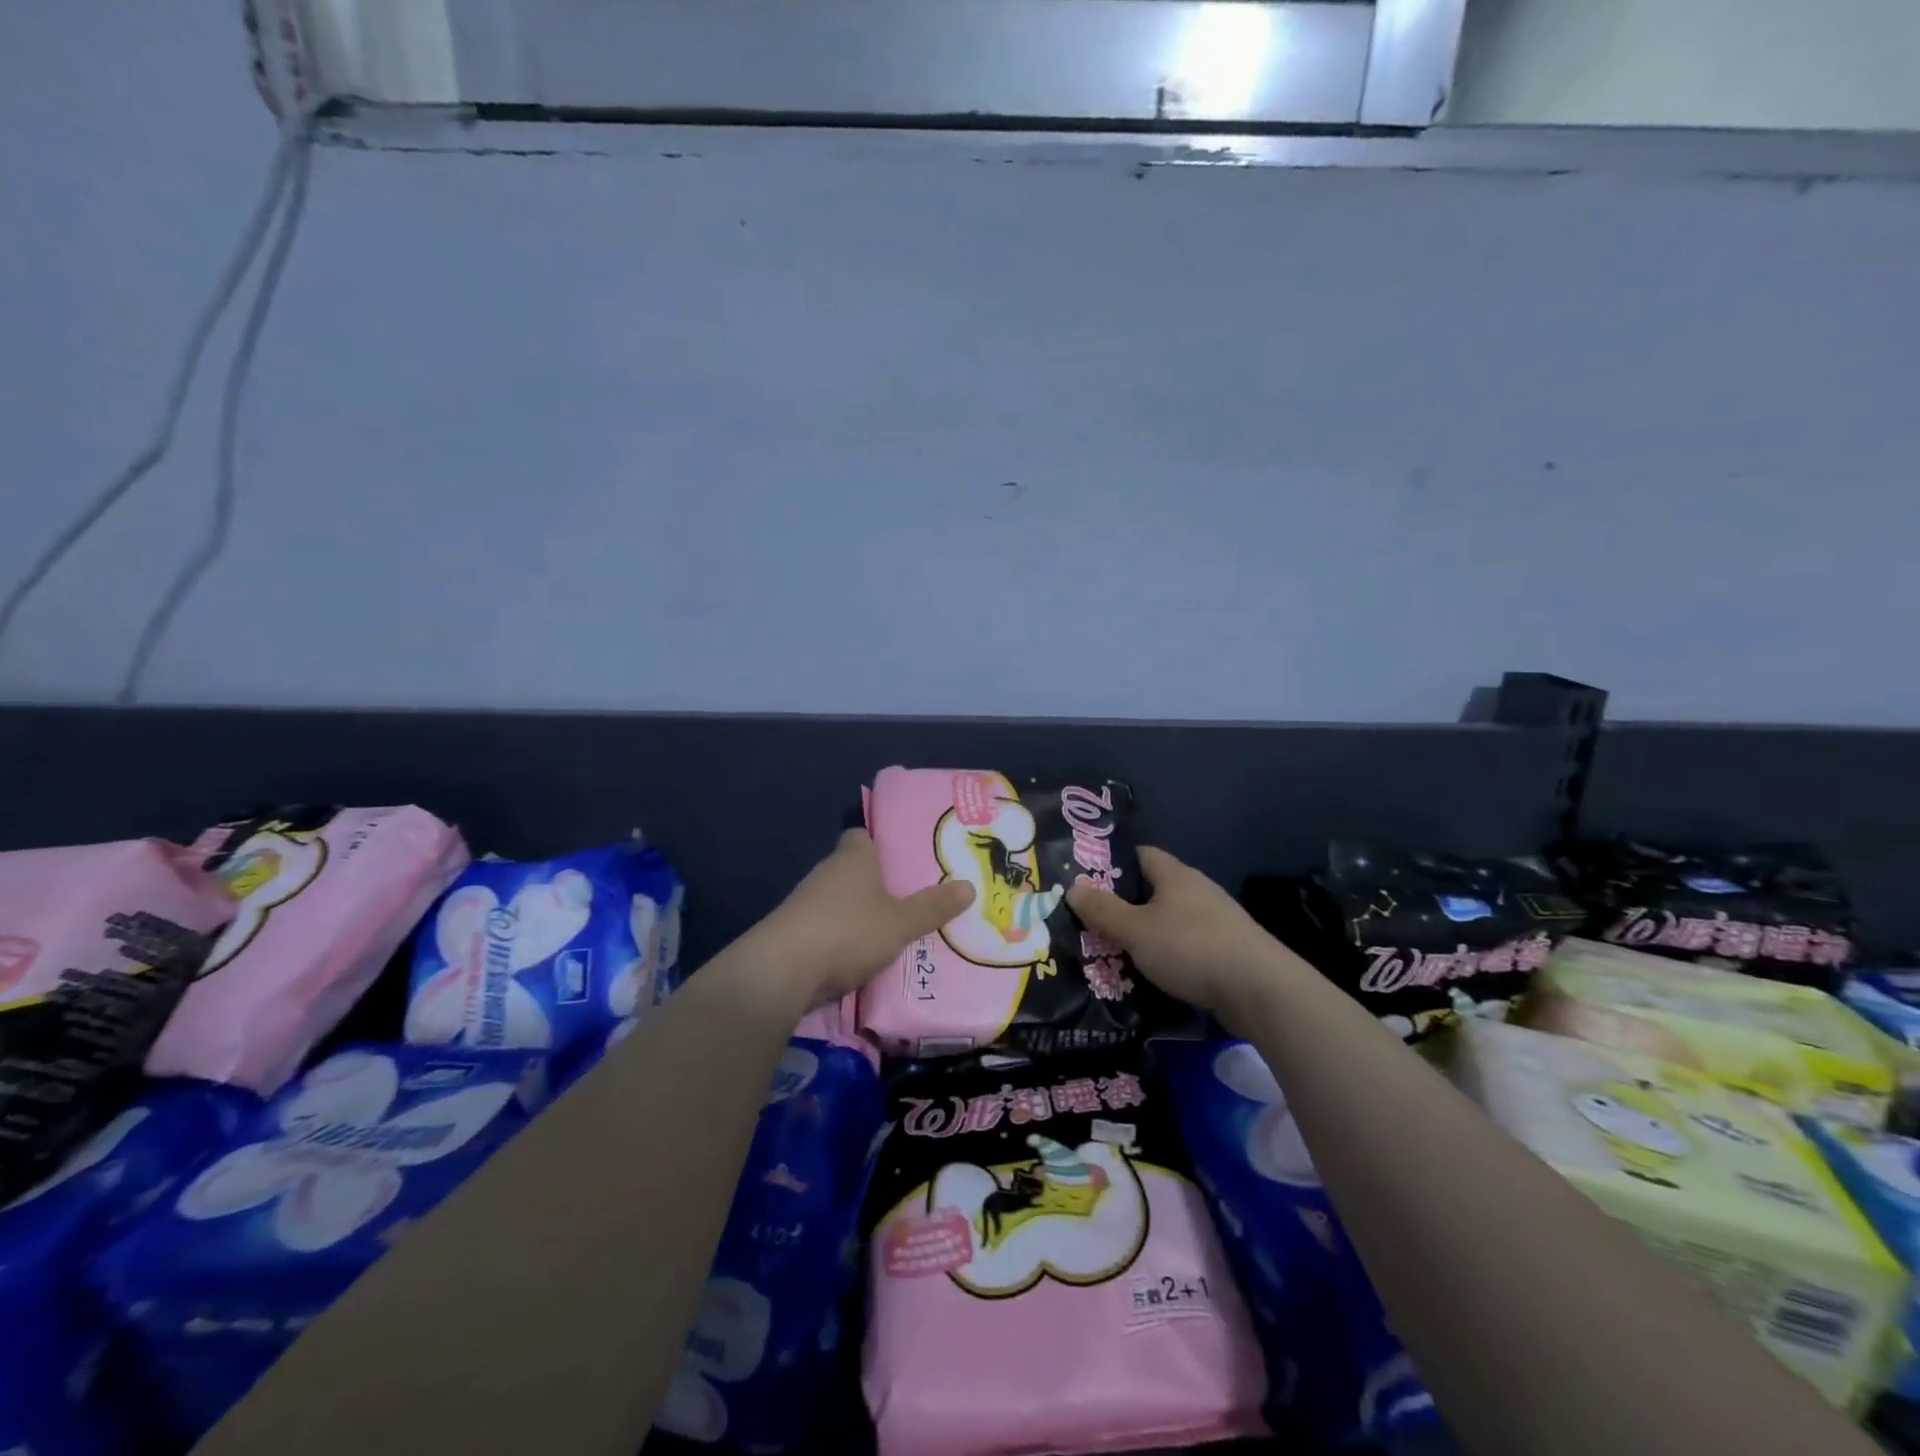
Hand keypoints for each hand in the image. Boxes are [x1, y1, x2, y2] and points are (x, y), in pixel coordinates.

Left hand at [753, 829, 975, 1007]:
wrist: (782, 971)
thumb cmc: (848, 931)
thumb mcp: (901, 923)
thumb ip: (933, 907)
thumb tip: (969, 886)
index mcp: (853, 858)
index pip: (862, 835)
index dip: (880, 842)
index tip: (902, 856)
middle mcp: (826, 873)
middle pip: (852, 869)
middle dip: (876, 883)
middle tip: (909, 897)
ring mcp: (805, 903)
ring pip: (838, 901)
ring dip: (857, 914)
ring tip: (890, 930)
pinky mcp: (793, 933)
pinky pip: (825, 928)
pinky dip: (841, 939)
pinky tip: (859, 957)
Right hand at [1067, 846, 1290, 1031]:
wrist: (1261, 991)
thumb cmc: (1191, 948)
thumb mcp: (1135, 930)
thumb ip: (1103, 910)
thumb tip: (1073, 887)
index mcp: (1175, 875)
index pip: (1140, 854)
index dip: (1113, 864)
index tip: (1087, 882)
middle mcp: (1197, 889)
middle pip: (1154, 888)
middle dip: (1125, 904)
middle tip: (1093, 922)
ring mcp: (1217, 919)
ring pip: (1170, 919)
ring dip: (1147, 933)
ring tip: (1117, 951)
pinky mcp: (1229, 949)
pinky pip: (1188, 943)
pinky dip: (1168, 953)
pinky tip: (1154, 973)